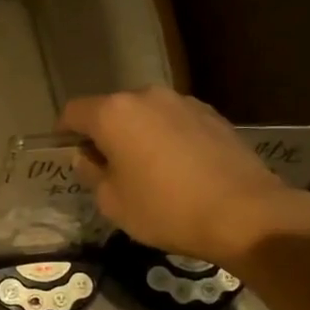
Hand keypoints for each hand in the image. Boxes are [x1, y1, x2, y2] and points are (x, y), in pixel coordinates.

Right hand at [59, 87, 309, 265]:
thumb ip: (92, 173)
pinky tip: (178, 169)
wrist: (244, 213)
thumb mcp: (113, 202)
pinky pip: (175, 122)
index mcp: (113, 114)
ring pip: (146, 115)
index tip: (69, 155)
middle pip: (111, 110)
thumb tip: (88, 157)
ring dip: (138, 135)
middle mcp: (146, 96)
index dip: (65, 133)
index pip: (73, 112)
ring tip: (147, 170)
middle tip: (108, 168)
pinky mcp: (212, 115)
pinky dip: (167, 138)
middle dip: (104, 134)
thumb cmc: (166, 209)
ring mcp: (183, 102)